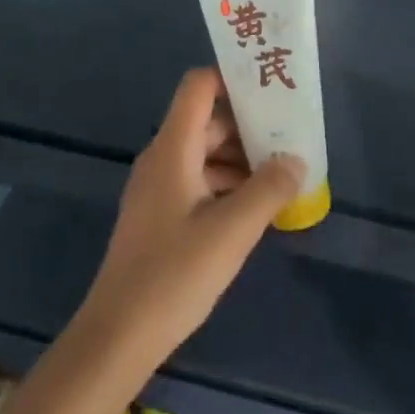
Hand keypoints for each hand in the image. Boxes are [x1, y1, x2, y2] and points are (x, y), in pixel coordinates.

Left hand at [78, 68, 304, 368]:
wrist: (119, 334)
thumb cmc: (175, 273)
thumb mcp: (233, 230)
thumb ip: (269, 188)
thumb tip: (296, 159)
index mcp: (173, 148)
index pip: (199, 87)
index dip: (233, 79)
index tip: (272, 90)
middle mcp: (162, 159)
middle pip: (207, 121)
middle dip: (249, 126)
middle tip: (292, 139)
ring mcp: (158, 189)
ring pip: (205, 154)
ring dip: (242, 160)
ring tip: (283, 176)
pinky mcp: (160, 216)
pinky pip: (198, 183)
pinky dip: (227, 186)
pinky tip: (256, 208)